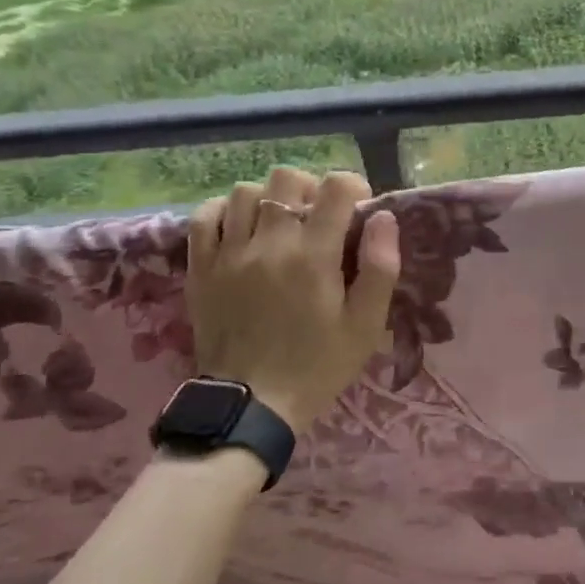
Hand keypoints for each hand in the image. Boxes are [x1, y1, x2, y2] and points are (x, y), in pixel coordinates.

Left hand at [185, 166, 400, 434]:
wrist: (251, 405)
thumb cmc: (318, 365)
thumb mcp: (366, 325)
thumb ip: (381, 267)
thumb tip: (383, 217)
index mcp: (314, 256)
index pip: (335, 187)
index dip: (353, 187)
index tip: (358, 210)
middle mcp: (269, 244)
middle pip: (287, 178)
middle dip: (311, 187)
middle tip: (320, 216)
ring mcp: (229, 254)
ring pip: (246, 191)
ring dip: (270, 198)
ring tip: (282, 223)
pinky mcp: (201, 268)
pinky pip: (205, 216)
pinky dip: (226, 210)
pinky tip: (242, 227)